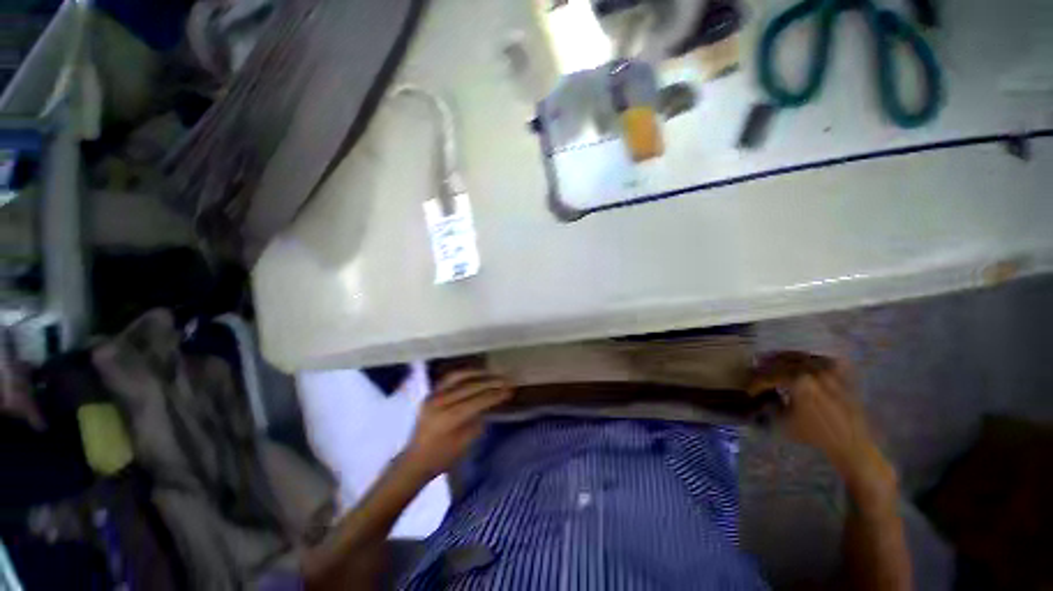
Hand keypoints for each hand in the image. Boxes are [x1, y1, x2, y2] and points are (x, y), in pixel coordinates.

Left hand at [403, 370, 512, 480]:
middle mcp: (440, 403)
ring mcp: (433, 396)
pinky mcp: (430, 393)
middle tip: (505, 380)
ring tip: (492, 372)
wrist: (415, 460)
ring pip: (459, 377)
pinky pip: (449, 378)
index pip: (477, 401)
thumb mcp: (465, 443)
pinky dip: (464, 373)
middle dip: (490, 382)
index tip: (509, 390)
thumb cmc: (442, 457)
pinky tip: (475, 373)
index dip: (494, 395)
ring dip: (478, 373)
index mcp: (448, 419)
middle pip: (470, 387)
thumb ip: (478, 421)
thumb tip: (490, 403)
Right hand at [749, 352, 897, 503]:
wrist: (851, 442)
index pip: (768, 377)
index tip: (749, 392)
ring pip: (798, 356)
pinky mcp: (839, 372)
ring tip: (773, 363)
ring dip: (783, 359)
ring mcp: (828, 369)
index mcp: (798, 381)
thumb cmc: (815, 434)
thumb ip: (771, 403)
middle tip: (757, 373)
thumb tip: (761, 394)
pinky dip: (805, 358)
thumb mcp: (785, 421)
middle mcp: (812, 369)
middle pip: (781, 361)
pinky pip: (818, 358)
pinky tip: (798, 363)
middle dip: (766, 368)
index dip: (755, 384)